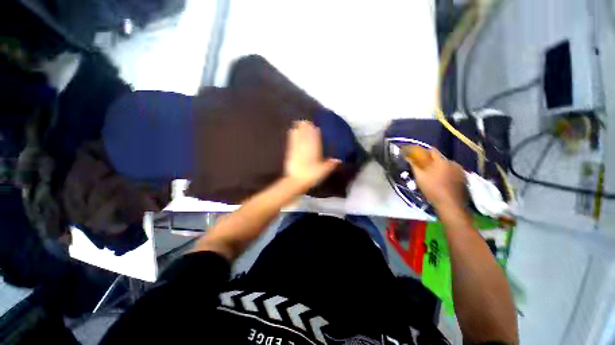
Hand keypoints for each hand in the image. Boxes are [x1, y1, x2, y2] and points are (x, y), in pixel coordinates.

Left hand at [284, 121, 339, 189]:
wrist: (296, 181)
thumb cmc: (311, 176)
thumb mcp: (323, 171)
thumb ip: (330, 165)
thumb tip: (339, 160)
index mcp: (314, 151)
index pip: (315, 139)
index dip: (314, 132)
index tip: (315, 125)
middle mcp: (305, 148)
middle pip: (306, 136)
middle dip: (306, 128)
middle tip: (306, 120)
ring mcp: (297, 150)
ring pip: (299, 137)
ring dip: (299, 129)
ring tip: (299, 122)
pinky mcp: (290, 153)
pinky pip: (292, 142)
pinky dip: (292, 136)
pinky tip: (291, 131)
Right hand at [408, 148, 466, 210]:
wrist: (450, 204)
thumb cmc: (432, 189)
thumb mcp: (419, 177)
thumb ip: (414, 165)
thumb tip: (409, 157)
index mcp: (441, 161)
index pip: (432, 151)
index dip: (424, 152)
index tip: (418, 157)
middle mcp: (452, 163)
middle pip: (440, 159)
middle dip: (432, 162)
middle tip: (425, 170)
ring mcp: (460, 171)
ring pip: (447, 166)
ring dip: (441, 168)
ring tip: (434, 177)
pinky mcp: (464, 179)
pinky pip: (454, 172)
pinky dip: (448, 174)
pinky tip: (444, 183)